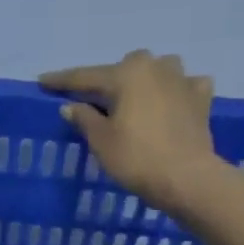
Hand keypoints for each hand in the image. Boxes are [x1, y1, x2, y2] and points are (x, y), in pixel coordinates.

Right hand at [40, 50, 221, 213]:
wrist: (186, 178)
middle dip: (109, 79)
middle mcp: (155, 68)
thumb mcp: (100, 140)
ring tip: (136, 95)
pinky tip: (172, 100)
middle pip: (125, 67)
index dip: (61, 81)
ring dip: (145, 78)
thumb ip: (84, 118)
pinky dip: (176, 90)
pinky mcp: (201, 99)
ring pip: (159, 68)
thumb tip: (70, 106)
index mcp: (126, 74)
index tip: (42, 80)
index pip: (84, 76)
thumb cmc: (136, 157)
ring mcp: (182, 80)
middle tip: (94, 98)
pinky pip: (186, 85)